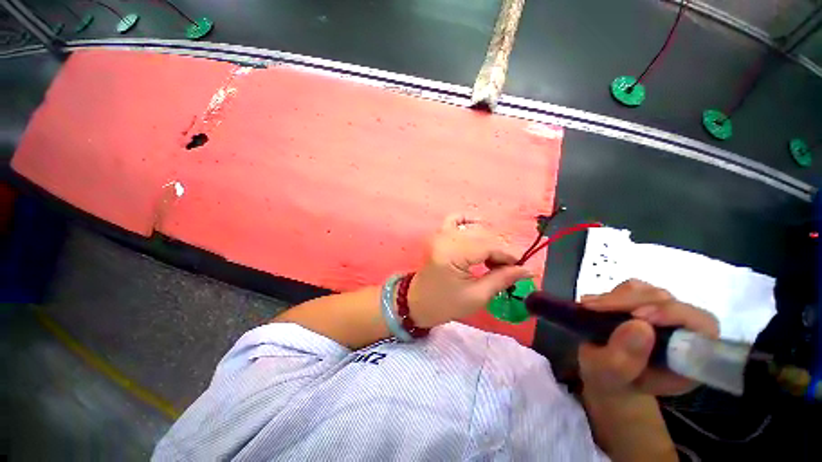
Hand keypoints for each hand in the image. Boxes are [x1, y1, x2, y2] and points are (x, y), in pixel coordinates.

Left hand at [408, 214, 532, 327]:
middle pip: (482, 237)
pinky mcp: (438, 235)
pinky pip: (454, 219)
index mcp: (452, 254)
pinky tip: (479, 228)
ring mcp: (440, 234)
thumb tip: (527, 269)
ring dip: (487, 241)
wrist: (417, 302)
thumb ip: (502, 279)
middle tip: (506, 269)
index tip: (520, 268)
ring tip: (491, 259)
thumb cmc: (445, 304)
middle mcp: (445, 238)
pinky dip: (468, 221)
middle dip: (499, 252)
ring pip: (473, 229)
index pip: (487, 246)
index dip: (507, 256)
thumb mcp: (476, 296)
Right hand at [578, 279, 718, 396]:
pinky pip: (632, 289)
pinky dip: (610, 294)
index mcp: (689, 358)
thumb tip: (639, 325)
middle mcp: (682, 332)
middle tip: (595, 307)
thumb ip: (622, 360)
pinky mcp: (644, 303)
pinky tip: (592, 305)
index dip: (675, 315)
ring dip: (617, 297)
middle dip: (630, 302)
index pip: (701, 326)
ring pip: (649, 292)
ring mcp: (663, 315)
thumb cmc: (609, 381)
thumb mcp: (608, 377)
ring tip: (589, 307)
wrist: (603, 374)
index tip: (637, 316)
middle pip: (670, 302)